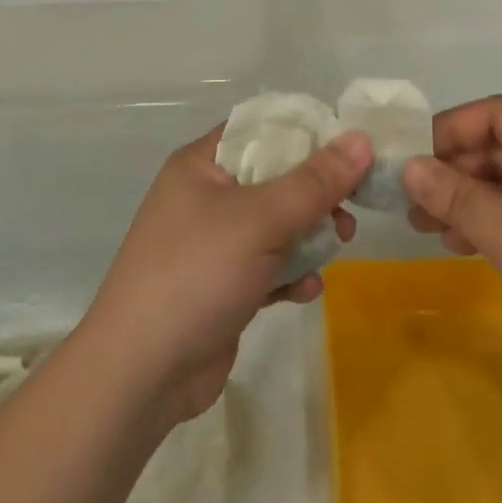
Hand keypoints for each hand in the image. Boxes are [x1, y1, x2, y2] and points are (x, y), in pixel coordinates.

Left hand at [80, 127, 370, 427]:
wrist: (141, 374)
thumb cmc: (197, 274)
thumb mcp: (260, 220)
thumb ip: (314, 182)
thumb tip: (361, 138)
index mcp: (201, 164)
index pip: (261, 128)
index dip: (306, 132)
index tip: (351, 147)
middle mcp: (206, 196)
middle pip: (276, 177)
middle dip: (316, 194)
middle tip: (348, 210)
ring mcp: (214, 243)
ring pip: (278, 224)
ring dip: (310, 235)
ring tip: (338, 247)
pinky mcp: (224, 285)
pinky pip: (269, 265)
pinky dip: (291, 273)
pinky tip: (306, 290)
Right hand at [405, 96, 501, 401]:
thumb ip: (458, 198)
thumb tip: (408, 167)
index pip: (500, 114)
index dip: (450, 130)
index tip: (408, 155)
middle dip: (457, 173)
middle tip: (410, 201)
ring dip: (474, 201)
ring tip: (427, 226)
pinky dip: (501, 223)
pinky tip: (466, 243)